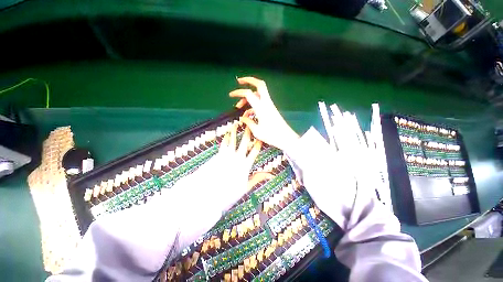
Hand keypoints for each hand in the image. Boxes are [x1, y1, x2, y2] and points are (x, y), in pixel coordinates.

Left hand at [217, 123, 269, 201]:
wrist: (208, 194)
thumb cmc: (229, 193)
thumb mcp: (246, 187)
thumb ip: (258, 178)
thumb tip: (271, 175)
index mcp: (246, 165)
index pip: (255, 150)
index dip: (259, 141)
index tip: (262, 134)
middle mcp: (238, 157)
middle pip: (245, 141)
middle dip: (249, 131)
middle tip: (251, 122)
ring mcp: (227, 155)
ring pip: (233, 139)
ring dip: (235, 130)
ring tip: (237, 123)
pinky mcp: (219, 155)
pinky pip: (224, 143)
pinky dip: (226, 137)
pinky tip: (227, 133)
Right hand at [230, 77, 298, 149]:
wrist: (286, 138)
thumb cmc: (272, 136)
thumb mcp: (257, 131)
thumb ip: (248, 122)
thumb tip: (242, 118)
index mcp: (261, 108)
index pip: (248, 94)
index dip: (238, 92)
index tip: (230, 95)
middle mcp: (266, 103)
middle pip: (259, 85)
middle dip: (249, 80)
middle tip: (239, 81)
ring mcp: (270, 105)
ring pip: (259, 94)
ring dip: (249, 96)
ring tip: (240, 106)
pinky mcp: (271, 109)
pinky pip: (260, 102)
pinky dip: (253, 105)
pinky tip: (248, 114)